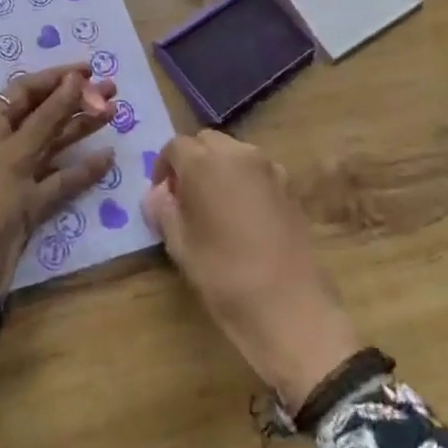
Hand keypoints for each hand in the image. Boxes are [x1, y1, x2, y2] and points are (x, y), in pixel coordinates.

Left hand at [0, 63, 115, 348]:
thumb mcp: (17, 151)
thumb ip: (48, 115)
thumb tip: (75, 80)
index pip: (24, 90)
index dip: (56, 78)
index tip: (90, 70)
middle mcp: (0, 144)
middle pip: (41, 114)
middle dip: (75, 101)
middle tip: (112, 90)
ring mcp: (15, 174)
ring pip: (52, 144)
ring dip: (81, 128)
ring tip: (114, 113)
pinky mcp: (28, 201)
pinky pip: (57, 177)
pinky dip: (80, 169)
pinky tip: (106, 158)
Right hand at [143, 131, 362, 408]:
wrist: (289, 305)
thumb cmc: (223, 274)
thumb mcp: (180, 245)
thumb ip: (164, 210)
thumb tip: (157, 194)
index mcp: (204, 162)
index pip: (174, 147)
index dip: (163, 168)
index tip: (161, 196)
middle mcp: (238, 153)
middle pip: (206, 142)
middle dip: (192, 161)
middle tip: (185, 197)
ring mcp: (269, 168)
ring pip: (234, 153)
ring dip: (219, 168)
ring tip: (214, 207)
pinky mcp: (290, 187)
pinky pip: (257, 171)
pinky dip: (243, 181)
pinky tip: (242, 216)